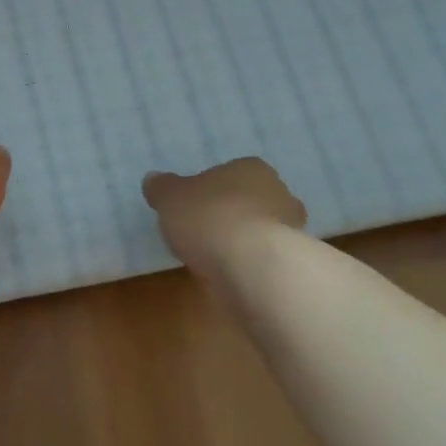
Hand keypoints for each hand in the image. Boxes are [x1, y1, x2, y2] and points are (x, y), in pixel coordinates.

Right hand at [142, 158, 307, 276]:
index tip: (194, 207)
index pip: (231, 173)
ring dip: (243, 242)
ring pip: (261, 231)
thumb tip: (153, 179)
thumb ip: (162, 188)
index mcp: (251, 168)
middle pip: (251, 200)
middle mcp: (278, 193)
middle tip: (205, 231)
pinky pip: (265, 259)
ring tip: (215, 259)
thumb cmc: (209, 218)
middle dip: (232, 213)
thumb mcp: (170, 198)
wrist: (252, 267)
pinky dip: (250, 266)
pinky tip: (230, 276)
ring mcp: (291, 230)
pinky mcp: (292, 264)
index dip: (211, 189)